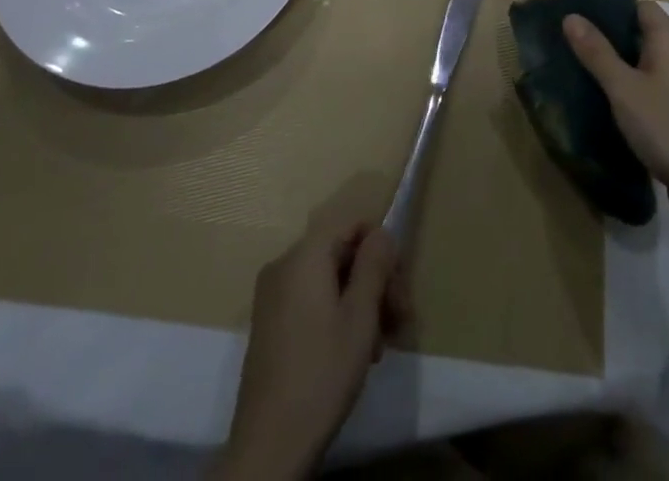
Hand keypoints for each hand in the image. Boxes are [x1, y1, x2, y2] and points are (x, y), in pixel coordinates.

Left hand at [215, 213, 404, 480]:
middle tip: (399, 322)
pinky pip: (311, 300)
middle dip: (375, 281)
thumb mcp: (360, 316)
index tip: (400, 290)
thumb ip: (374, 265)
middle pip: (342, 252)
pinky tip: (353, 352)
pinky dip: (337, 314)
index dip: (383, 249)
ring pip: (329, 280)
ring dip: (360, 303)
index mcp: (305, 254)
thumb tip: (382, 233)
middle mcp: (284, 264)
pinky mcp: (269, 323)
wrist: (269, 445)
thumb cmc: (321, 373)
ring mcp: (272, 295)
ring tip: (379, 346)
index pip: (353, 223)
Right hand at [563, 1, 668, 235]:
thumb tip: (571, 16)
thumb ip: (597, 52)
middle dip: (613, 39)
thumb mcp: (623, 88)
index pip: (643, 7)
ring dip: (624, 68)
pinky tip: (615, 108)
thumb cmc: (666, 126)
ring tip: (589, 76)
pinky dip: (637, 91)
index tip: (585, 17)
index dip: (615, 7)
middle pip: (646, 35)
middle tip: (578, 47)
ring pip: (651, 65)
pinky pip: (658, 90)